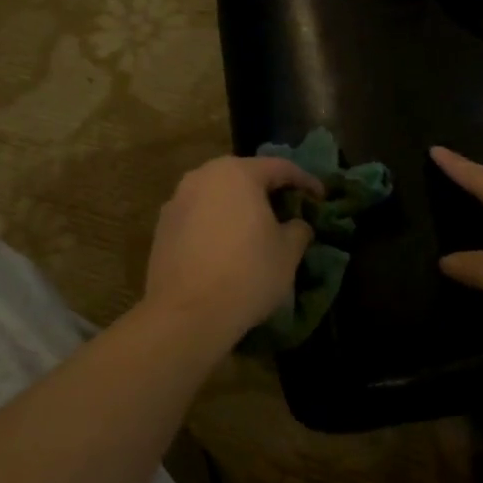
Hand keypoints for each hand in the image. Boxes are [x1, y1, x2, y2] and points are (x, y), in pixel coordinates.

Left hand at [143, 155, 323, 342]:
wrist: (186, 315)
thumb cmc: (247, 274)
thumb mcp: (288, 252)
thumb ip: (298, 229)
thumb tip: (296, 224)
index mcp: (237, 173)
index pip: (280, 167)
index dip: (305, 181)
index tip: (321, 197)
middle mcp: (202, 176)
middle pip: (244, 176)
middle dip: (268, 191)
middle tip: (288, 210)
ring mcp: (177, 201)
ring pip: (217, 195)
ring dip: (239, 207)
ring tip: (256, 230)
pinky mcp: (162, 228)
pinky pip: (199, 216)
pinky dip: (217, 224)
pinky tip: (227, 247)